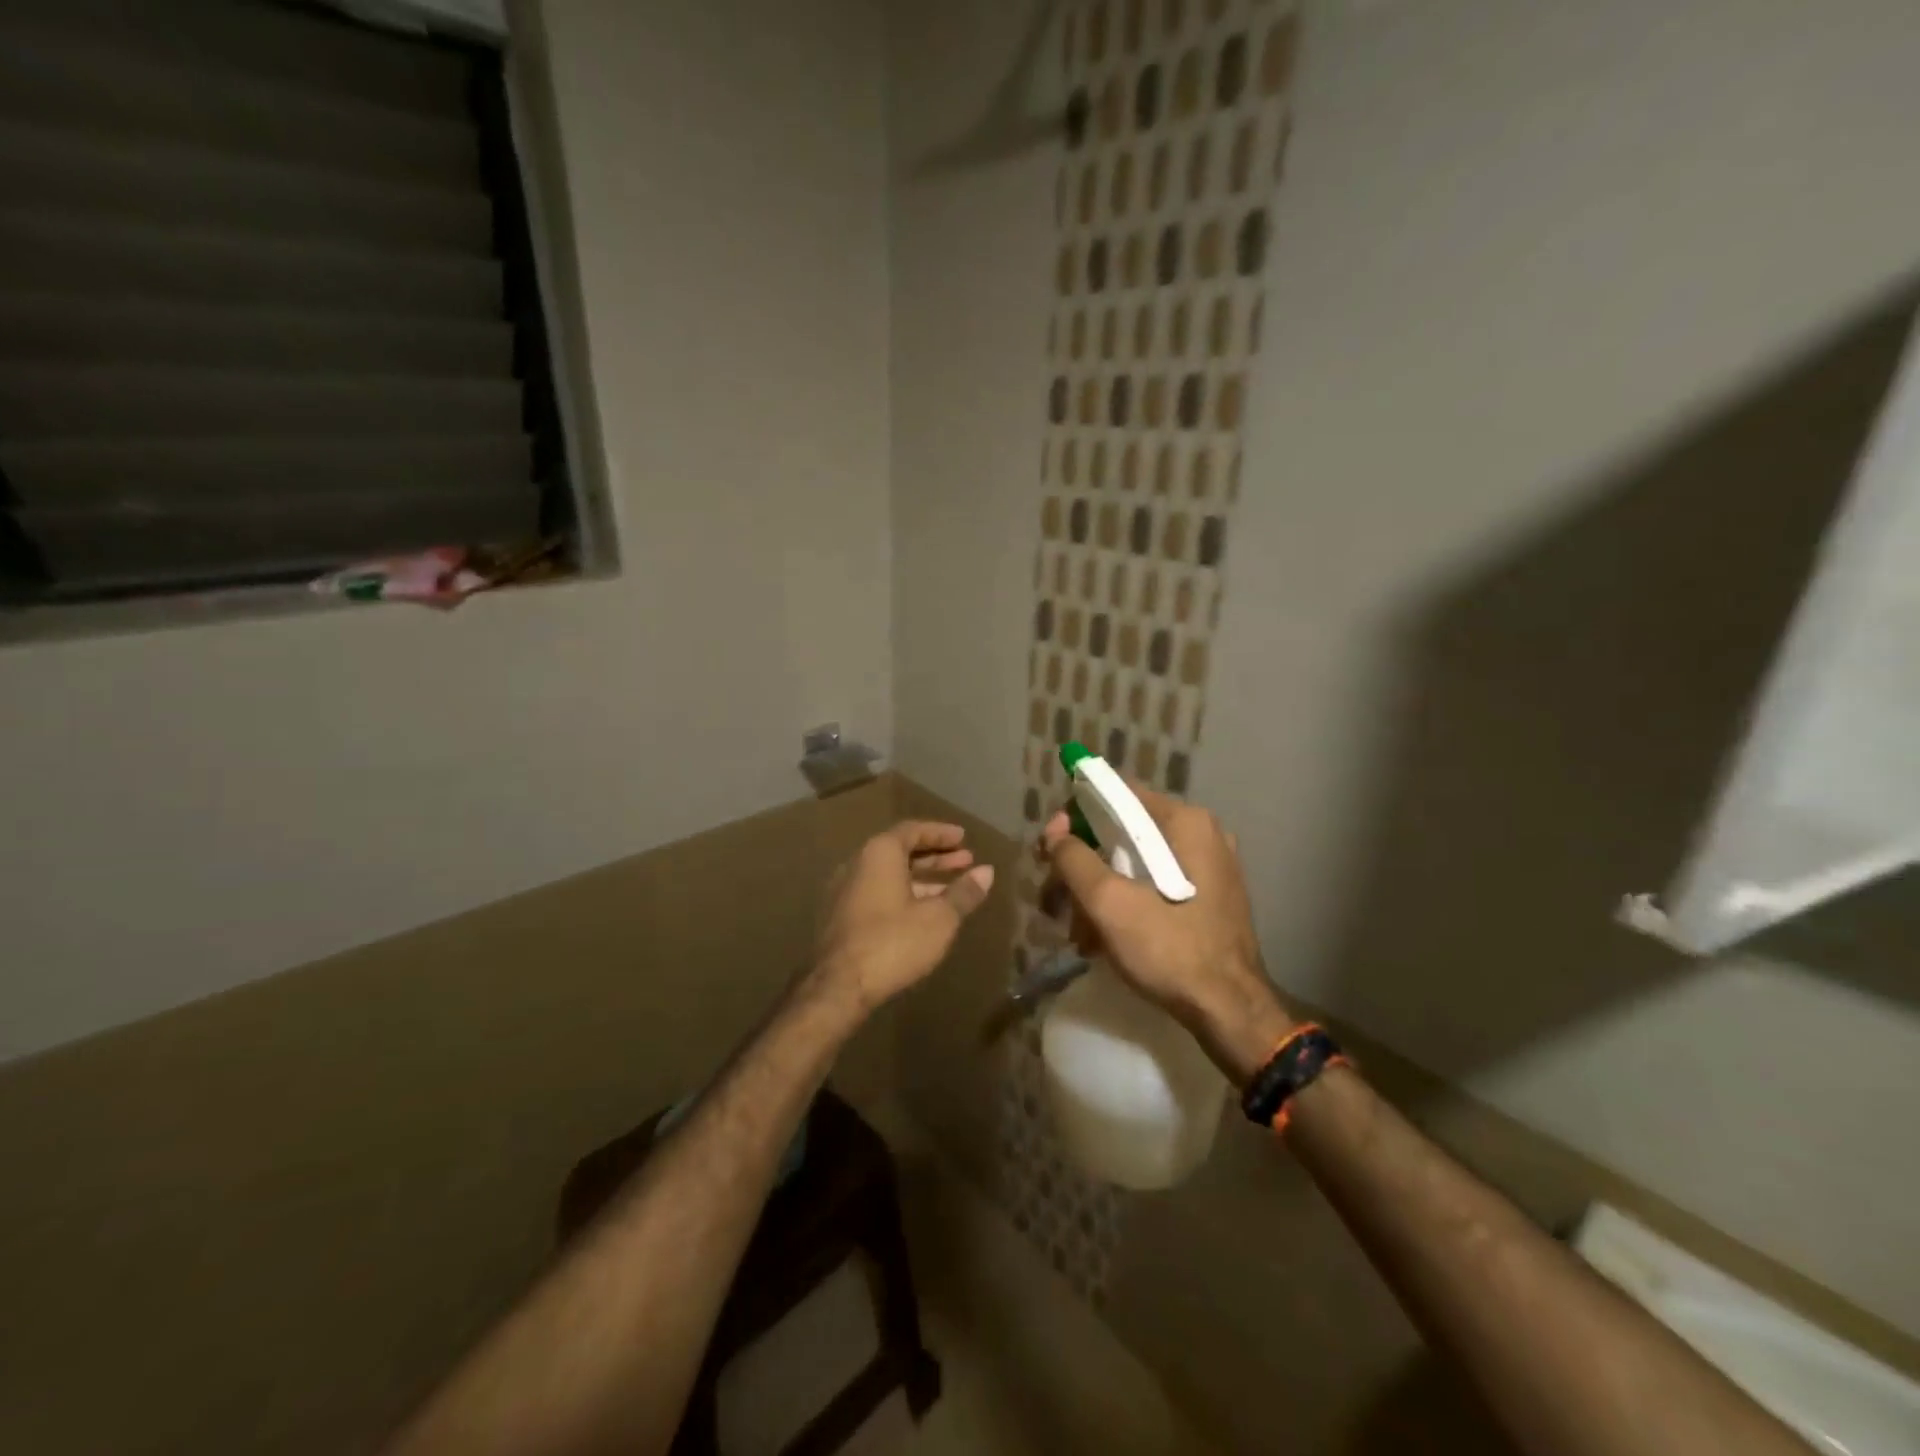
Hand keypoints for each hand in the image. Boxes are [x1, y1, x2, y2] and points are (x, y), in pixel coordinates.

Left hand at [813, 821, 995, 1015]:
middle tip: (965, 860)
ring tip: (953, 888)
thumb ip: (963, 892)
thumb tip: (987, 871)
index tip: (964, 838)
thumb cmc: (893, 943)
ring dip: (922, 878)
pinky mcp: (841, 917)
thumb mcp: (939, 918)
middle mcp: (857, 863)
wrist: (837, 987)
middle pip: (901, 851)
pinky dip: (904, 894)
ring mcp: (845, 891)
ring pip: (890, 875)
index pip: (913, 830)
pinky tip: (924, 912)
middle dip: (935, 856)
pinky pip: (878, 893)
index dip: (941, 833)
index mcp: (879, 853)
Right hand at [1041, 784, 1293, 1085]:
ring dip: (1101, 892)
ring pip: (1137, 862)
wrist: (1230, 1013)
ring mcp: (1210, 866)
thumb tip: (1055, 832)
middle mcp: (1202, 834)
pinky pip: (1156, 884)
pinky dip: (1126, 903)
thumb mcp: (1109, 903)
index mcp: (1185, 822)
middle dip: (1085, 865)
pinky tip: (1104, 939)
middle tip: (1056, 899)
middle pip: (1124, 831)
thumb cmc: (1170, 950)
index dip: (1076, 816)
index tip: (1051, 849)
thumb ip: (1074, 859)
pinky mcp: (1210, 897)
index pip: (1118, 794)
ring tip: (1078, 932)